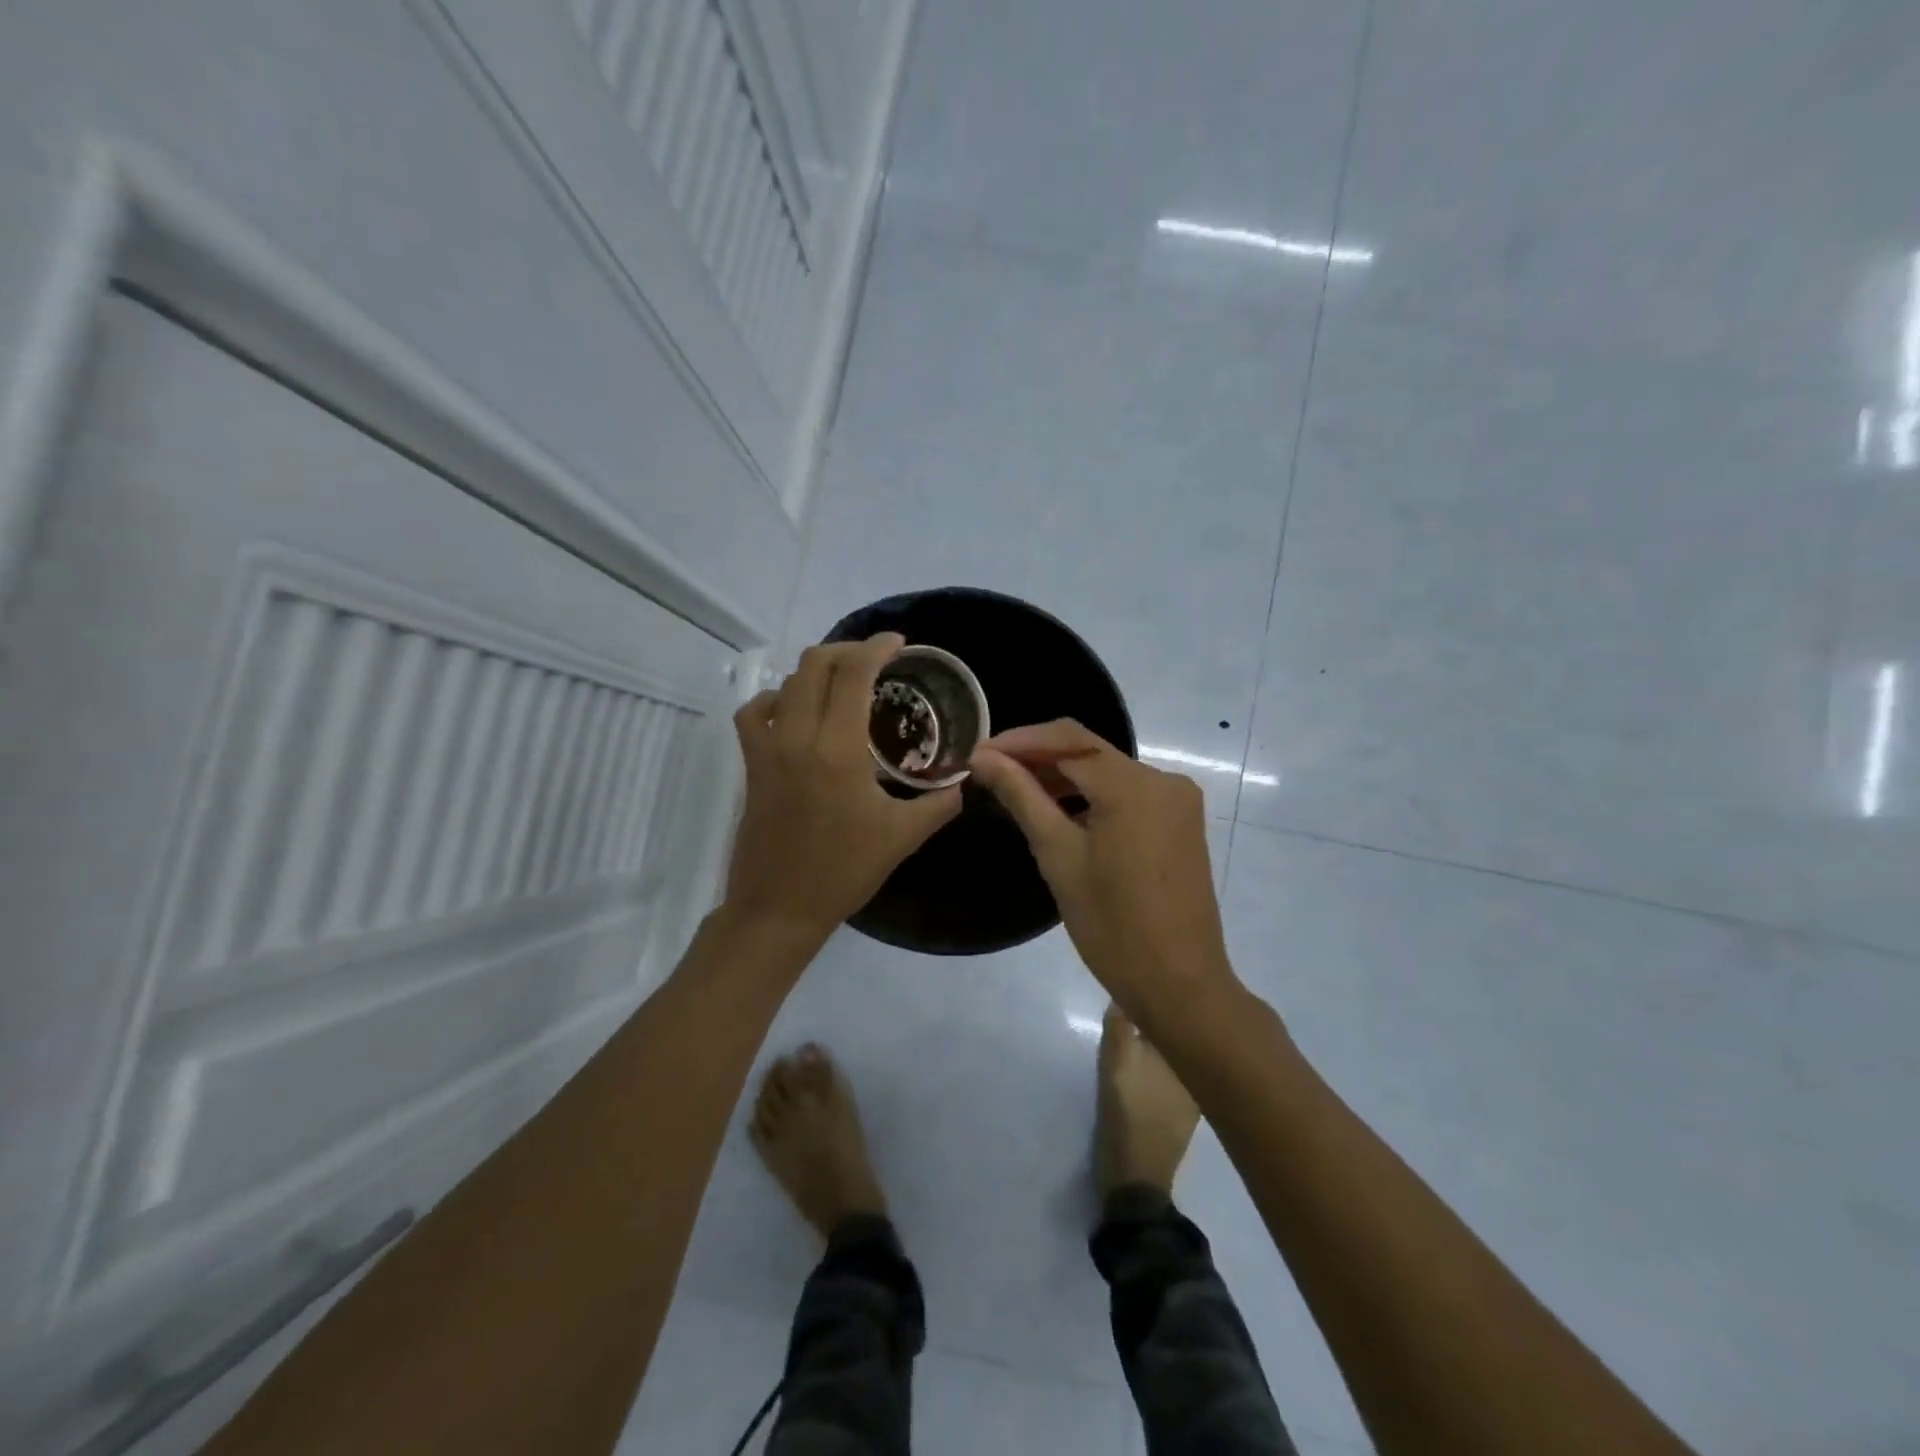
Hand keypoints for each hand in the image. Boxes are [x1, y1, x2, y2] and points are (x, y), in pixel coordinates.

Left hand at [724, 633, 961, 942]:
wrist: (780, 907)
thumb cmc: (844, 871)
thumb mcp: (903, 836)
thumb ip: (939, 803)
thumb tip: (964, 780)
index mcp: (838, 749)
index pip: (852, 673)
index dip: (876, 647)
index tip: (899, 643)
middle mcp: (798, 737)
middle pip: (814, 664)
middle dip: (848, 650)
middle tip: (876, 661)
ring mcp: (768, 749)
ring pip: (785, 683)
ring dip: (816, 671)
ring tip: (842, 681)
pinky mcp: (752, 765)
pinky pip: (755, 713)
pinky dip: (776, 699)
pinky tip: (795, 711)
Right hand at [970, 720, 1238, 1023]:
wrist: (1179, 984)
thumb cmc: (1112, 925)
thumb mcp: (1059, 856)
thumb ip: (1022, 797)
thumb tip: (984, 757)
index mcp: (1133, 785)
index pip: (1067, 740)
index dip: (1019, 741)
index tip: (978, 754)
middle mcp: (1163, 779)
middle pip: (1089, 752)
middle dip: (1039, 758)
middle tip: (990, 773)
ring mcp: (1177, 800)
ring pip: (1108, 772)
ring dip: (1063, 777)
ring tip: (1015, 791)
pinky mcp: (1181, 821)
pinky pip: (1128, 793)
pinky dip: (1092, 796)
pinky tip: (1059, 812)